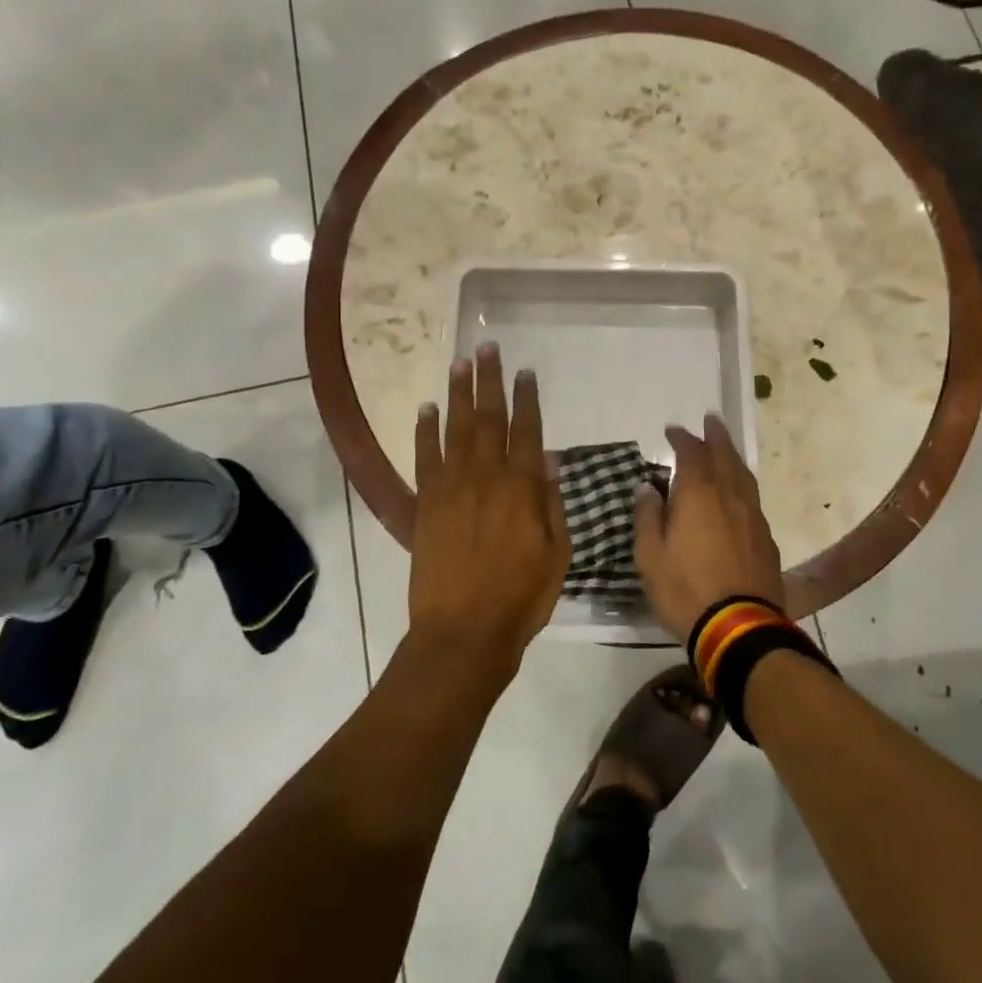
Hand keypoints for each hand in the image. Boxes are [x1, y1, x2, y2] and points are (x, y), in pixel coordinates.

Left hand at [408, 344, 570, 675]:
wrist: (463, 633)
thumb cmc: (521, 598)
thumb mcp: (557, 554)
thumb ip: (552, 503)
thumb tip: (550, 458)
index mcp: (522, 488)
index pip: (526, 430)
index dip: (526, 398)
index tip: (524, 371)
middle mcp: (485, 477)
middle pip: (488, 418)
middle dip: (488, 381)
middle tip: (487, 348)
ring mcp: (451, 488)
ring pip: (455, 429)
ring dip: (457, 394)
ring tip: (459, 364)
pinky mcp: (426, 505)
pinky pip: (424, 458)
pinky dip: (424, 432)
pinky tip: (426, 410)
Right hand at [634, 415, 782, 640]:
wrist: (738, 627)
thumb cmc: (684, 589)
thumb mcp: (649, 555)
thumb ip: (648, 516)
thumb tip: (648, 487)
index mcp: (699, 494)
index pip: (691, 453)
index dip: (682, 438)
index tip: (673, 431)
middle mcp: (729, 496)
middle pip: (725, 455)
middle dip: (716, 436)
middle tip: (711, 420)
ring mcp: (752, 516)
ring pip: (744, 475)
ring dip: (733, 456)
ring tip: (726, 448)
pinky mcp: (765, 538)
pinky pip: (752, 498)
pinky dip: (742, 484)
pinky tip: (738, 493)